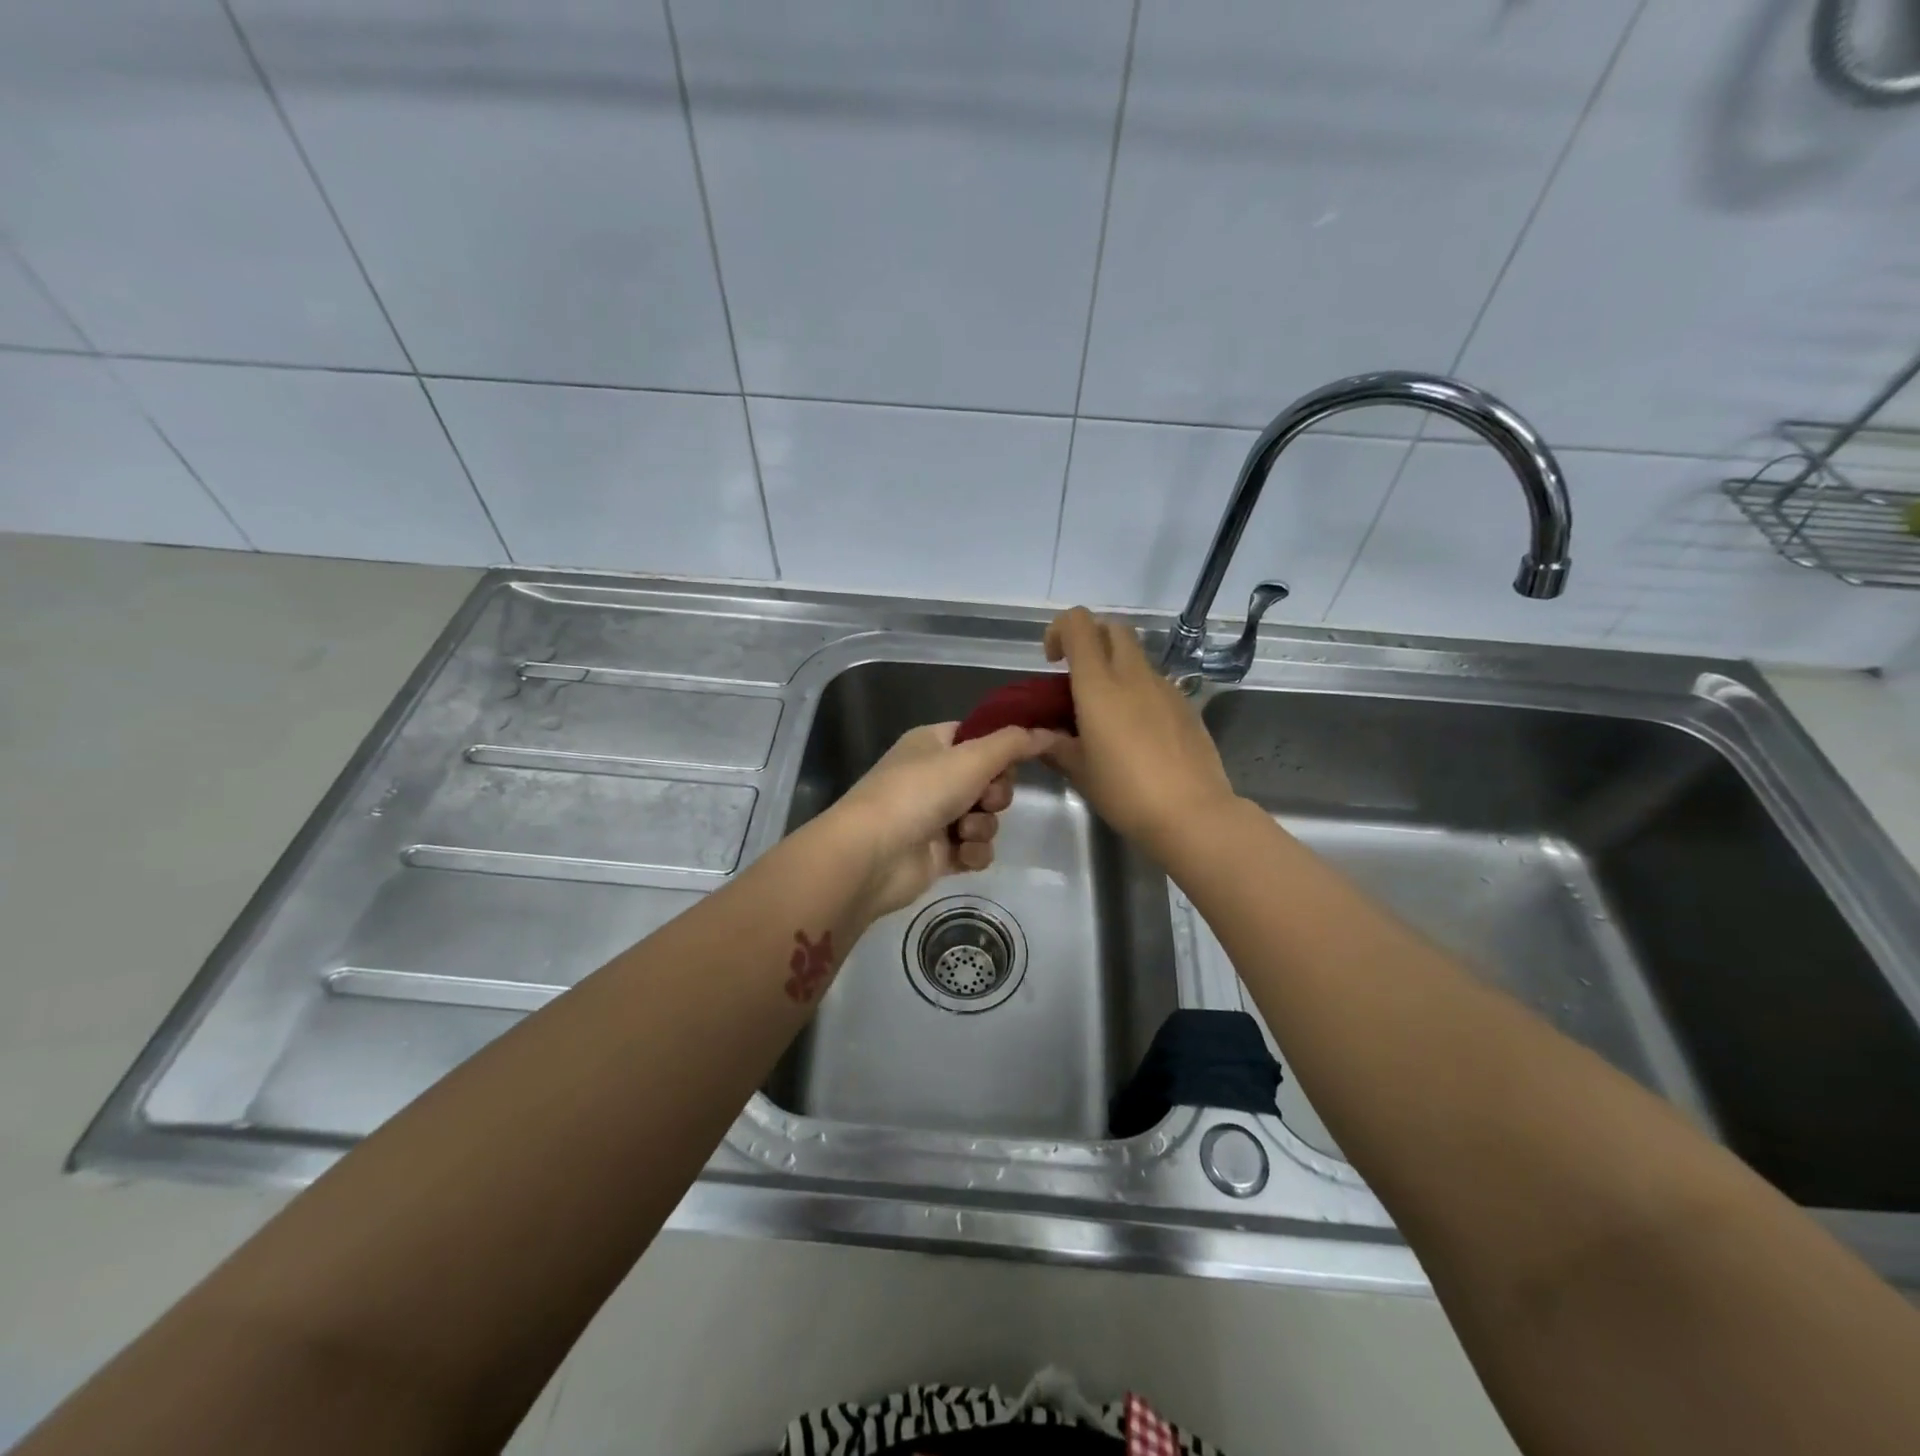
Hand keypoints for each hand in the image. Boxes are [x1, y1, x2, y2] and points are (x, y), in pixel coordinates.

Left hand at [826, 721, 1057, 919]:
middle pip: (989, 780)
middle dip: (995, 794)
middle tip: (984, 799)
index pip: (979, 738)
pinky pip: (975, 848)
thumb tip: (1051, 732)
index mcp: (932, 744)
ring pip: (985, 817)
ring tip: (963, 831)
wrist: (874, 854)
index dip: (1000, 751)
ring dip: (983, 825)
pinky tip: (961, 855)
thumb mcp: (972, 757)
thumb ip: (1015, 743)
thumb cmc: (920, 792)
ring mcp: (933, 817)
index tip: (1012, 761)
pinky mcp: (937, 854)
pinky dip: (973, 852)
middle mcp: (932, 777)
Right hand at [1043, 607, 1239, 855]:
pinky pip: (1155, 684)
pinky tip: (1136, 733)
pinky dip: (1139, 692)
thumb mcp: (1080, 771)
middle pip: (1113, 628)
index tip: (1053, 661)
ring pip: (1136, 657)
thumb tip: (1040, 736)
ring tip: (1106, 714)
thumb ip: (1056, 746)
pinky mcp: (1186, 705)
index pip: (1079, 624)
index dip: (1060, 630)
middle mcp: (1134, 675)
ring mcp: (1165, 688)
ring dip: (1116, 669)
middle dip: (1092, 640)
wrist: (1192, 814)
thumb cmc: (1125, 792)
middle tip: (1078, 677)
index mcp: (1099, 685)